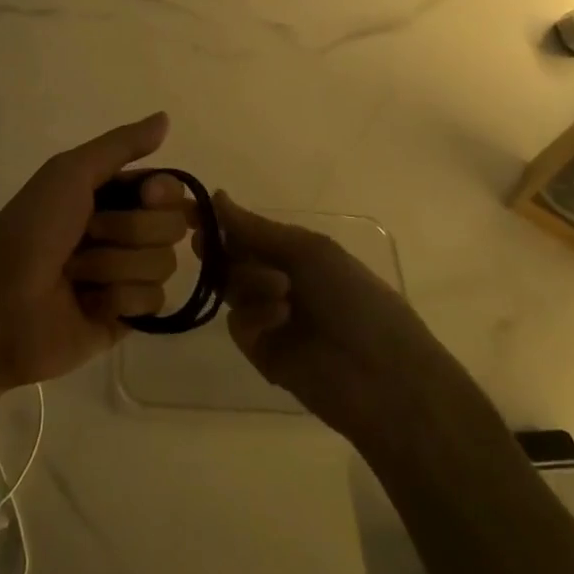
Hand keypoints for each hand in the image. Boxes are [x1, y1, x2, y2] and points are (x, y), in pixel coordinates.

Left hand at [0, 113, 189, 389]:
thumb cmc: (32, 229)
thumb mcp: (70, 172)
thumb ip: (121, 145)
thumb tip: (165, 117)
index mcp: (110, 196)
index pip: (168, 188)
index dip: (162, 193)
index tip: (146, 195)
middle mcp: (123, 233)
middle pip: (171, 226)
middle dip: (130, 231)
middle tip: (89, 235)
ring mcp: (125, 277)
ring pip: (163, 265)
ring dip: (116, 266)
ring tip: (78, 274)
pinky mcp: (125, 317)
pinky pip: (155, 303)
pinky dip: (119, 299)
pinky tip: (88, 303)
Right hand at [214, 193, 438, 439]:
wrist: (383, 375)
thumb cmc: (355, 298)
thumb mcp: (309, 250)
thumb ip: (257, 229)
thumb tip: (217, 197)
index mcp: (296, 253)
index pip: (247, 231)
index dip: (220, 220)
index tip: (191, 210)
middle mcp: (279, 281)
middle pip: (231, 258)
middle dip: (219, 248)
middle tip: (204, 242)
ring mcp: (269, 317)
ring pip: (231, 287)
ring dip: (250, 280)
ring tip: (282, 291)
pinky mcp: (261, 352)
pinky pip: (238, 323)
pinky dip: (254, 315)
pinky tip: (280, 318)